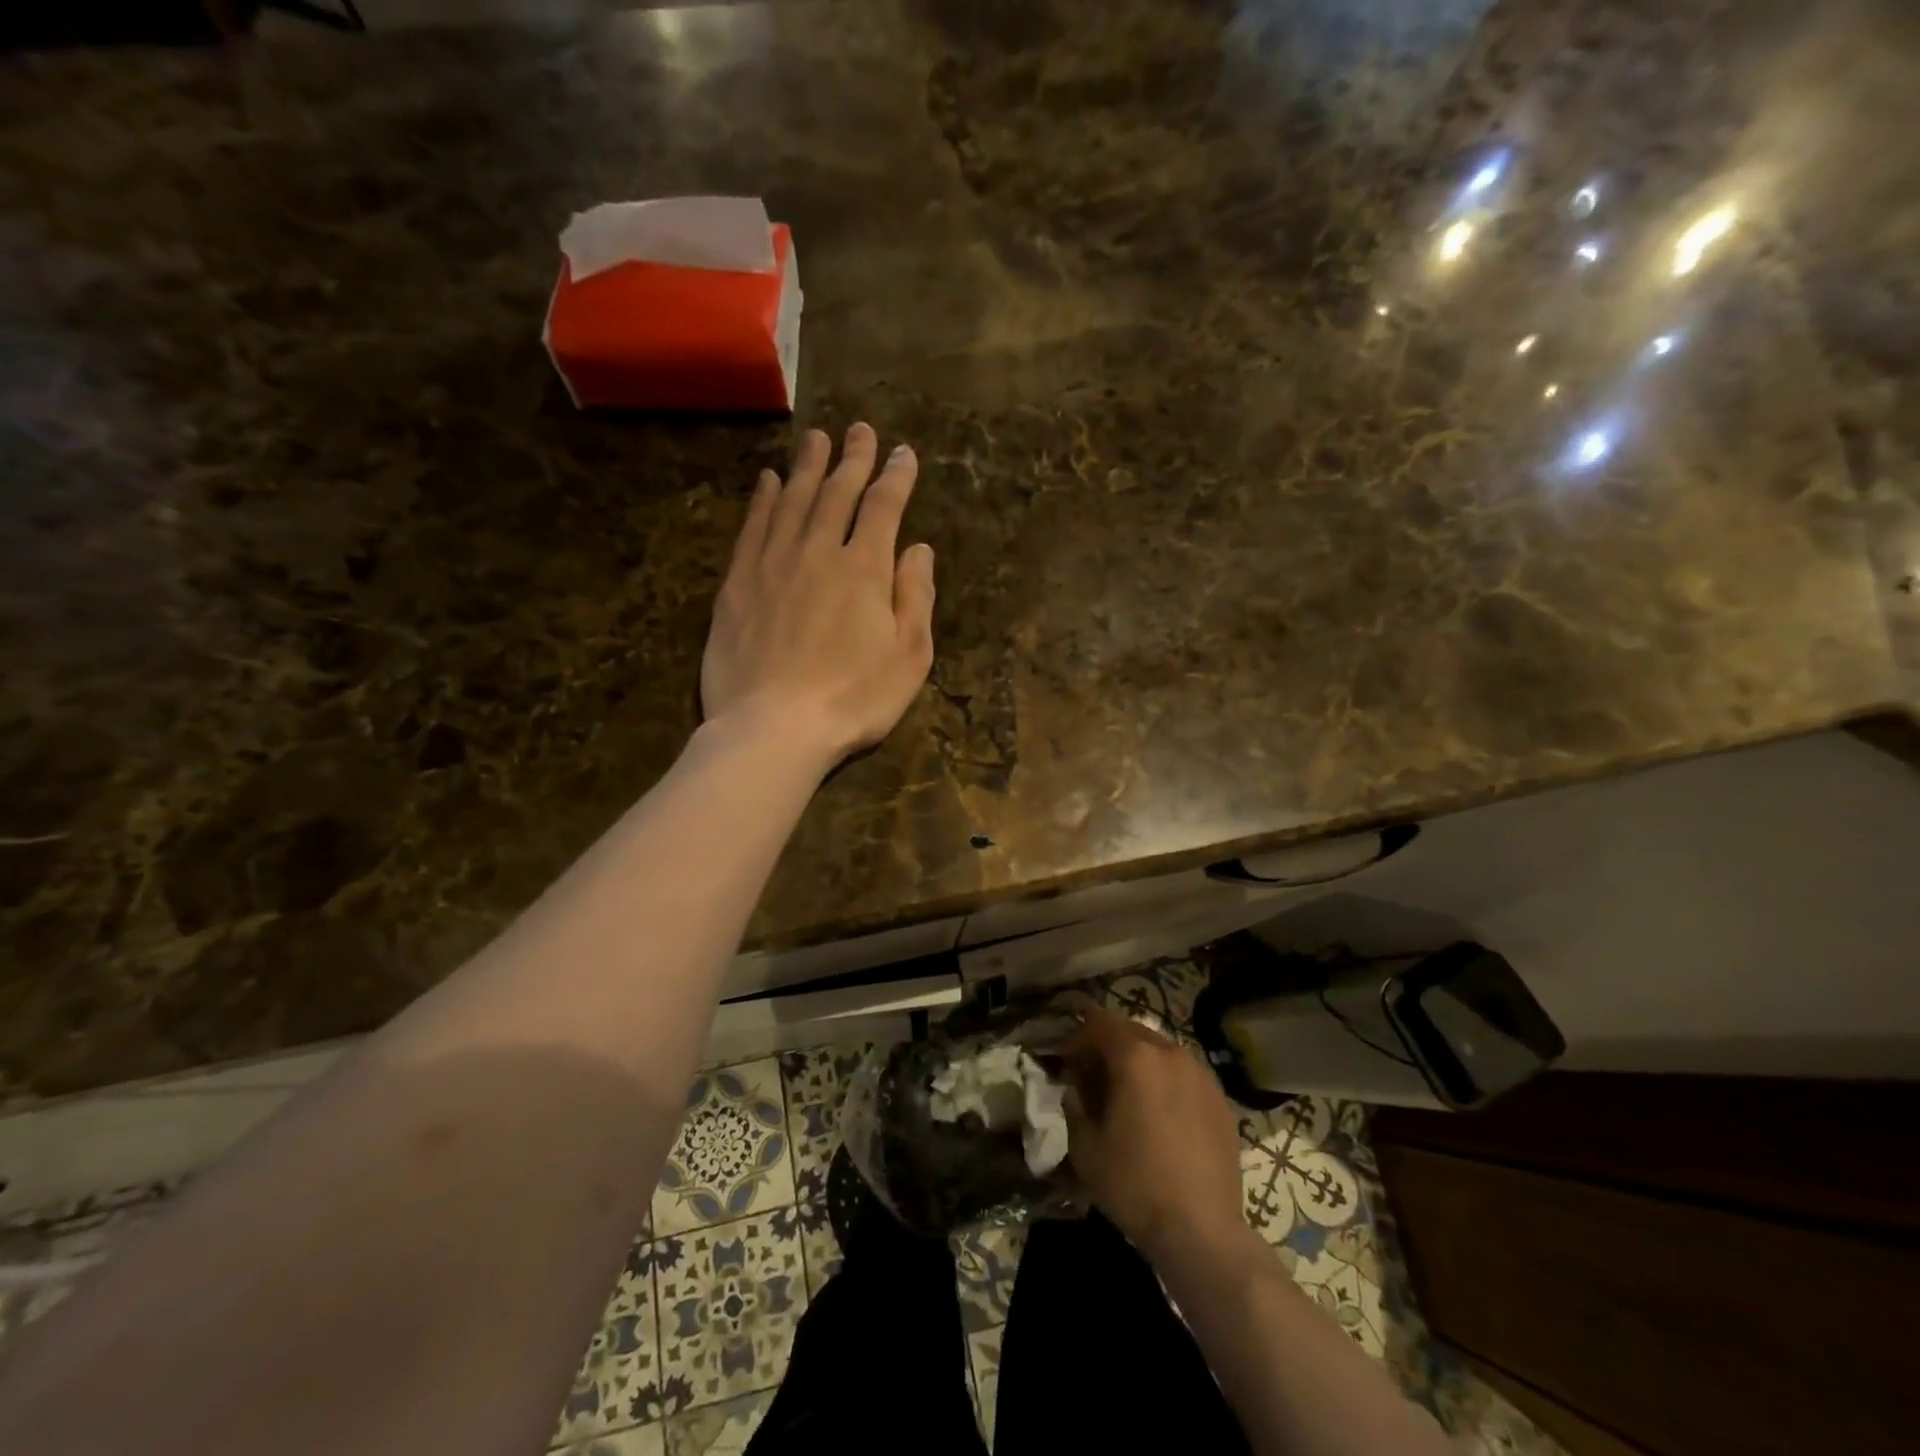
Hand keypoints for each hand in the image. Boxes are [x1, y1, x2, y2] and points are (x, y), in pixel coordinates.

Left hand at [701, 422, 935, 765]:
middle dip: (853, 459)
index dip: (896, 477)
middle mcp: (818, 551)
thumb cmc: (854, 700)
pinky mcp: (737, 583)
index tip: (904, 454)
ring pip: (791, 499)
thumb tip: (919, 549)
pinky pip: (752, 527)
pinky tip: (766, 480)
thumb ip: (916, 597)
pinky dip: (761, 499)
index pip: (883, 508)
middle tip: (860, 430)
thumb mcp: (909, 657)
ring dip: (807, 466)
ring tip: (816, 437)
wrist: (773, 727)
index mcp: (865, 569)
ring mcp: (772, 563)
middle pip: (837, 493)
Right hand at [1063, 1005, 1247, 1264]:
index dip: (1078, 1038)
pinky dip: (1166, 1083)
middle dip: (1109, 1048)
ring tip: (1130, 1098)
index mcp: (1136, 1056)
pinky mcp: (1221, 1100)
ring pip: (1161, 1051)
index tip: (1068, 1065)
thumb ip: (1074, 1104)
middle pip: (1132, 1031)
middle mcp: (1171, 1053)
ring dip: (1140, 1064)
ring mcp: (1202, 1075)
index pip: (1099, 1022)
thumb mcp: (1085, 1146)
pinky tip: (1162, 1117)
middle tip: (1094, 1080)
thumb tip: (1075, 1088)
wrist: (1202, 1231)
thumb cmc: (1135, 1184)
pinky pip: (1185, 1075)